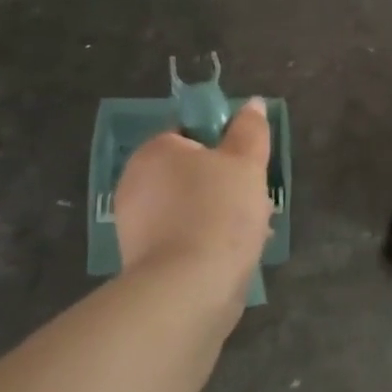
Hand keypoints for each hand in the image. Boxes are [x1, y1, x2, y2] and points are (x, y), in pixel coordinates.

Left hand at [112, 99, 272, 292]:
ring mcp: (135, 224)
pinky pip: (184, 237)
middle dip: (227, 185)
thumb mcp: (246, 163)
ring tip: (254, 234)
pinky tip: (234, 255)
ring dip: (222, 215)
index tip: (249, 167)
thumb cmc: (219, 212)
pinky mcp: (143, 260)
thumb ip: (250, 130)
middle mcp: (135, 182)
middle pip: (193, 173)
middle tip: (257, 202)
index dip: (225, 147)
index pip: (192, 134)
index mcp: (155, 151)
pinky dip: (208, 241)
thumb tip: (253, 104)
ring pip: (192, 207)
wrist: (189, 288)